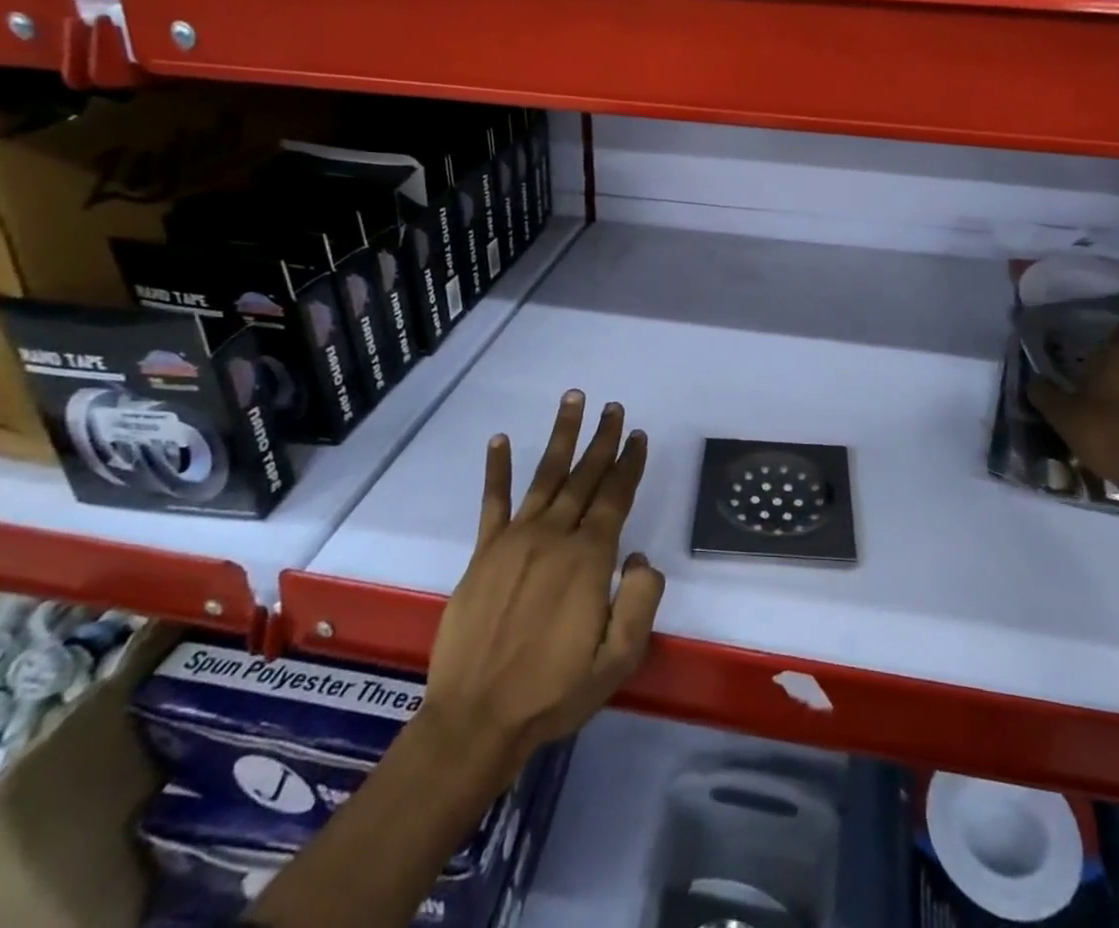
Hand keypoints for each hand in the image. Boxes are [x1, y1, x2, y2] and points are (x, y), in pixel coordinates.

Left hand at [422, 391, 664, 778]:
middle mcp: (554, 536)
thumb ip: (641, 602)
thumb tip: (640, 556)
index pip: (616, 497)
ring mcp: (515, 539)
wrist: (477, 718)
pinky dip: (497, 469)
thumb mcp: (618, 659)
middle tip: (614, 407)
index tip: (638, 435)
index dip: (629, 463)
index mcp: (589, 558)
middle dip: (603, 439)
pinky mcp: (484, 552)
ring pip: (546, 475)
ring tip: (573, 400)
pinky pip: (493, 501)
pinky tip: (499, 439)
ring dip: (561, 435)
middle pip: (585, 476)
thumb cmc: (554, 692)